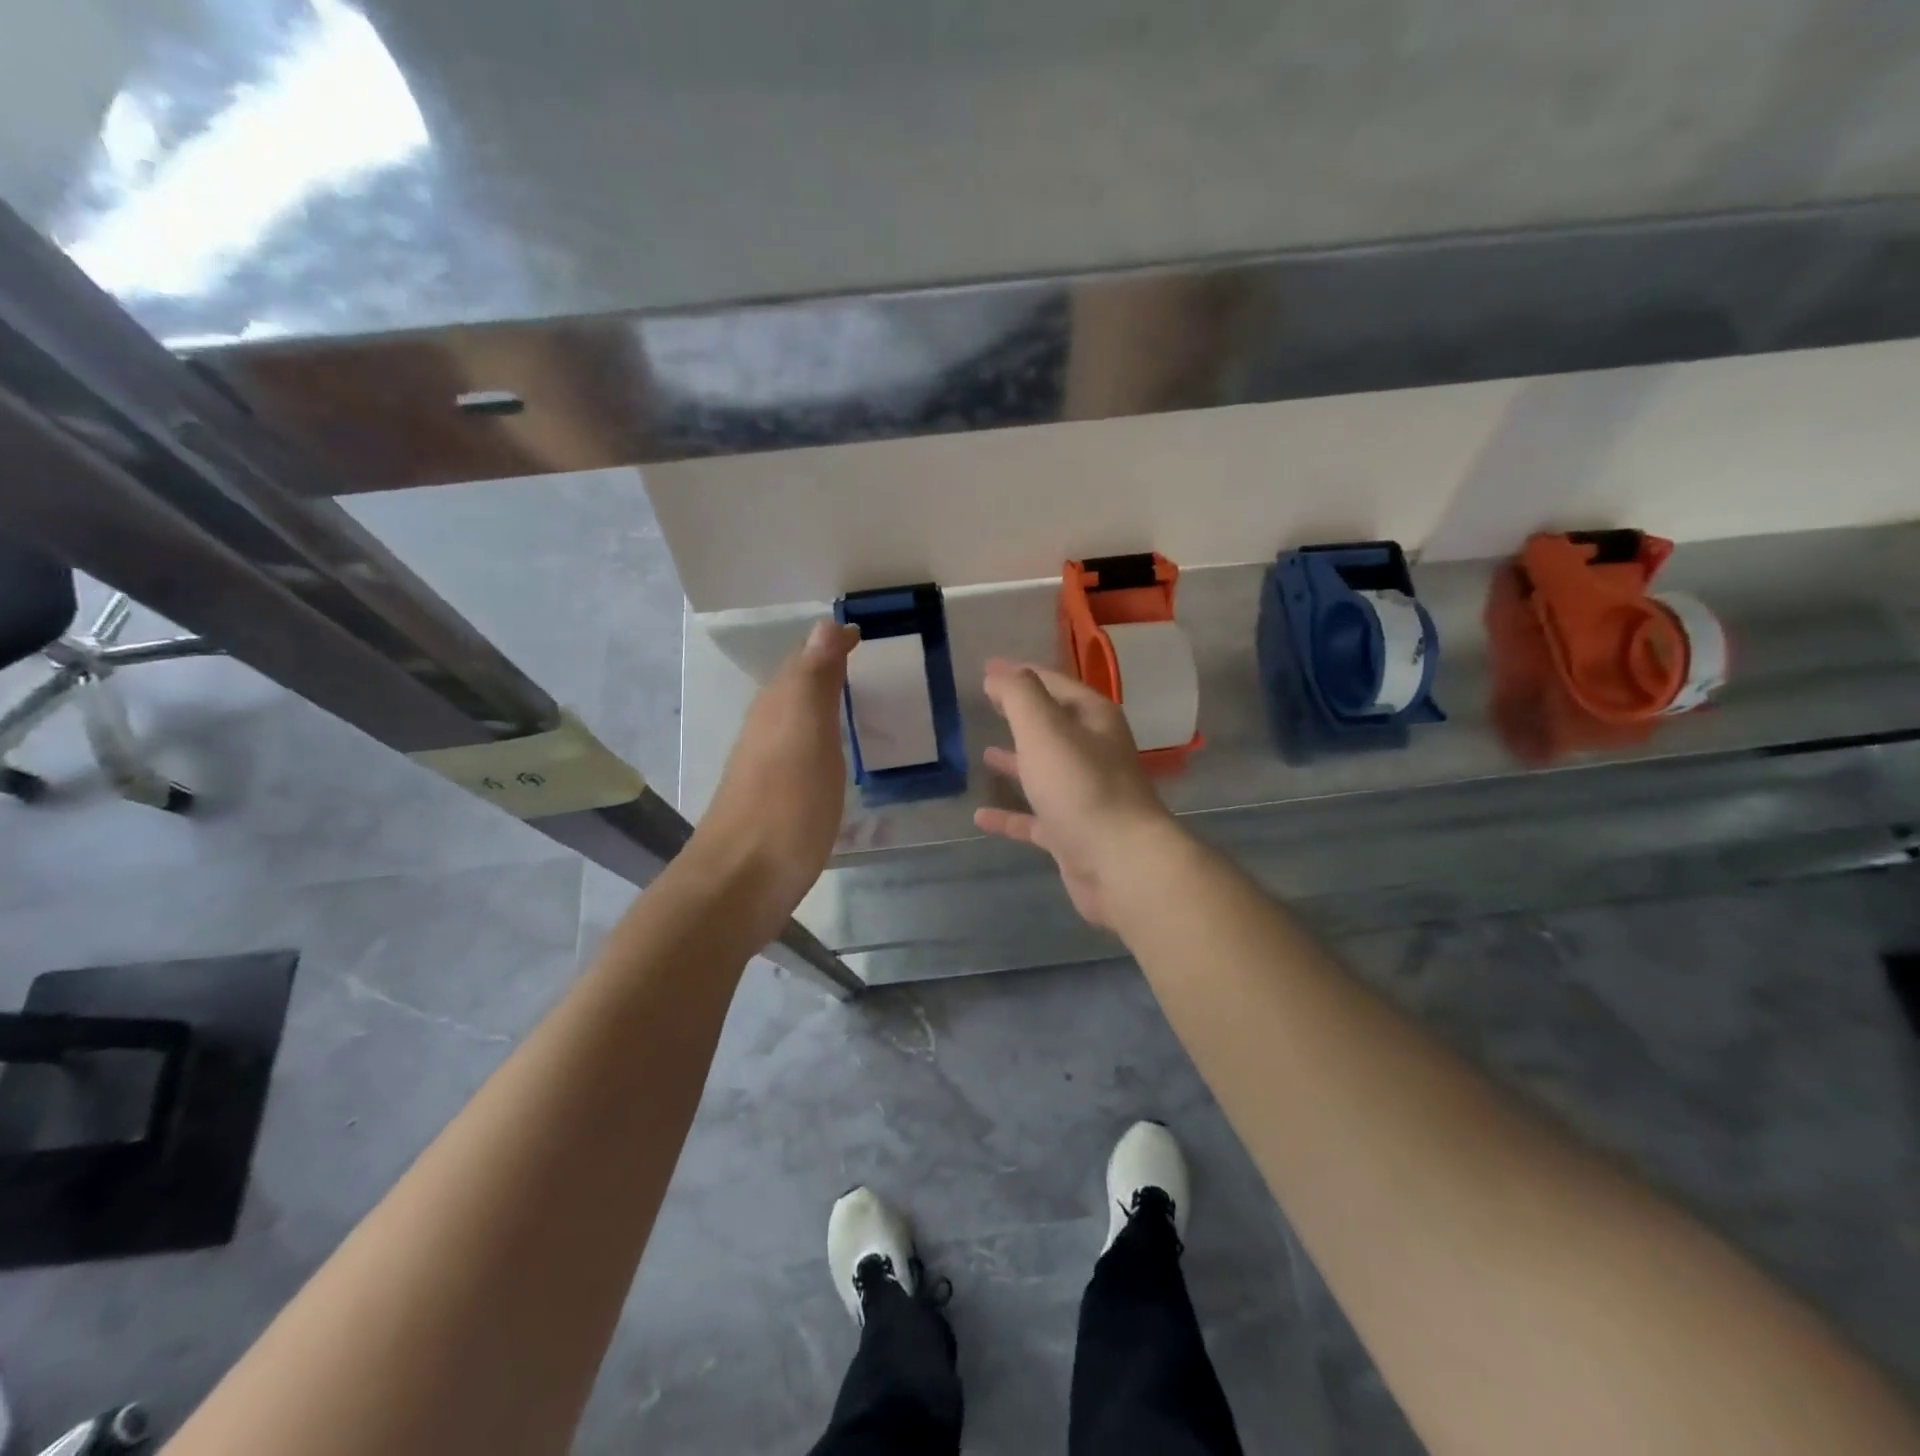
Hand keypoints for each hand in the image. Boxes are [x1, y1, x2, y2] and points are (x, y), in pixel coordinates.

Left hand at [686, 619, 857, 943]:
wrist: (742, 882)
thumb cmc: (785, 804)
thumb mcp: (807, 733)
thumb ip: (815, 680)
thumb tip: (825, 622)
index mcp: (777, 708)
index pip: (805, 661)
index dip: (831, 645)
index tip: (861, 634)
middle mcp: (767, 730)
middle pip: (795, 688)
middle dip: (825, 669)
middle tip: (864, 663)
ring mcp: (766, 767)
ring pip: (794, 720)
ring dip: (820, 705)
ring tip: (855, 702)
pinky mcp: (773, 800)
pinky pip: (799, 753)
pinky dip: (818, 741)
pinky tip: (832, 758)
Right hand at [974, 659, 1181, 927]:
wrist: (1120, 862)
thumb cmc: (1081, 785)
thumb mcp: (1044, 728)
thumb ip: (1019, 695)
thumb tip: (998, 674)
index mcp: (1093, 719)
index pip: (1054, 684)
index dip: (1020, 673)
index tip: (986, 668)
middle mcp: (1093, 752)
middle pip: (1052, 725)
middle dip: (1020, 714)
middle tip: (985, 704)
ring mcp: (1084, 795)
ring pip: (1044, 771)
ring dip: (1017, 762)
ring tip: (984, 753)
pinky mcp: (1073, 834)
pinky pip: (1034, 819)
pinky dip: (1010, 816)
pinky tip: (980, 817)